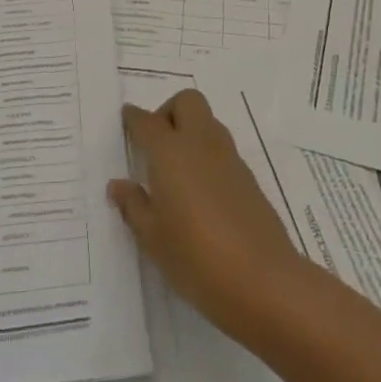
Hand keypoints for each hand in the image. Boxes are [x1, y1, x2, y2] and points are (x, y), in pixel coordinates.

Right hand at [109, 90, 305, 338]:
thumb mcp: (153, 237)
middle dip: (169, 111)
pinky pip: (222, 149)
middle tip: (155, 144)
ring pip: (208, 122)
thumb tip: (119, 185)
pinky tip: (199, 191)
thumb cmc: (195, 257)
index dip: (134, 118)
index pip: (148, 122)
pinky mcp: (249, 177)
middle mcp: (201, 143)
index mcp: (171, 152)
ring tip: (176, 170)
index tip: (126, 118)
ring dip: (191, 131)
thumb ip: (134, 206)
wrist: (262, 279)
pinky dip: (207, 155)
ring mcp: (229, 158)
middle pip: (187, 102)